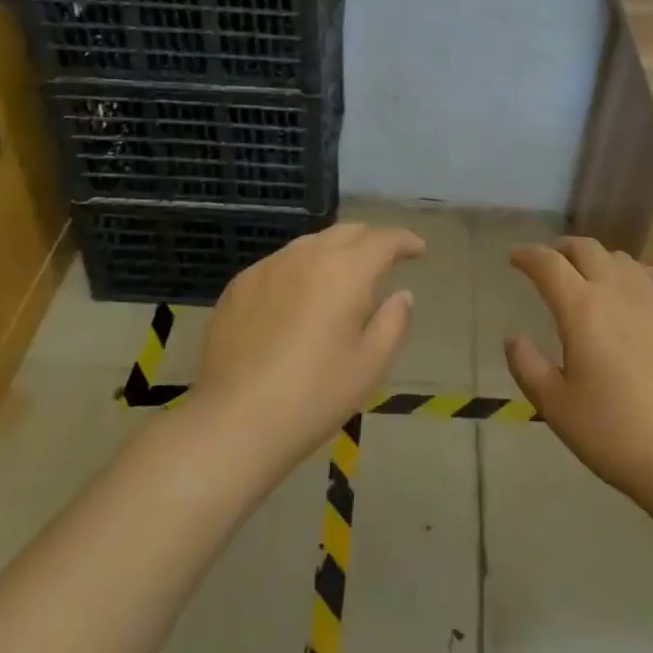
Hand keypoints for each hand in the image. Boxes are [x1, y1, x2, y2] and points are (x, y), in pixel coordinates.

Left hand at [196, 222, 423, 466]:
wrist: (234, 421)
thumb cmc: (314, 396)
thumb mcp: (370, 365)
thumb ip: (394, 321)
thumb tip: (401, 294)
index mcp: (346, 271)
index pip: (384, 239)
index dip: (405, 241)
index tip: (418, 250)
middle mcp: (307, 256)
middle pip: (347, 232)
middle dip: (371, 241)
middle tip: (384, 262)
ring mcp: (268, 267)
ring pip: (311, 244)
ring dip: (334, 252)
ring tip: (341, 278)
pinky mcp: (239, 285)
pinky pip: (280, 263)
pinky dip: (300, 269)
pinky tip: (298, 298)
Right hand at [505, 237, 652, 509]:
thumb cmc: (616, 434)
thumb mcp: (556, 407)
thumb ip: (527, 366)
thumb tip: (514, 338)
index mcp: (582, 308)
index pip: (548, 264)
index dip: (527, 255)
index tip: (515, 257)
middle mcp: (618, 290)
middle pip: (585, 249)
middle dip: (561, 249)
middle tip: (549, 263)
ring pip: (619, 258)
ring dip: (596, 260)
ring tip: (589, 278)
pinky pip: (652, 274)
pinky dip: (632, 274)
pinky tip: (633, 293)